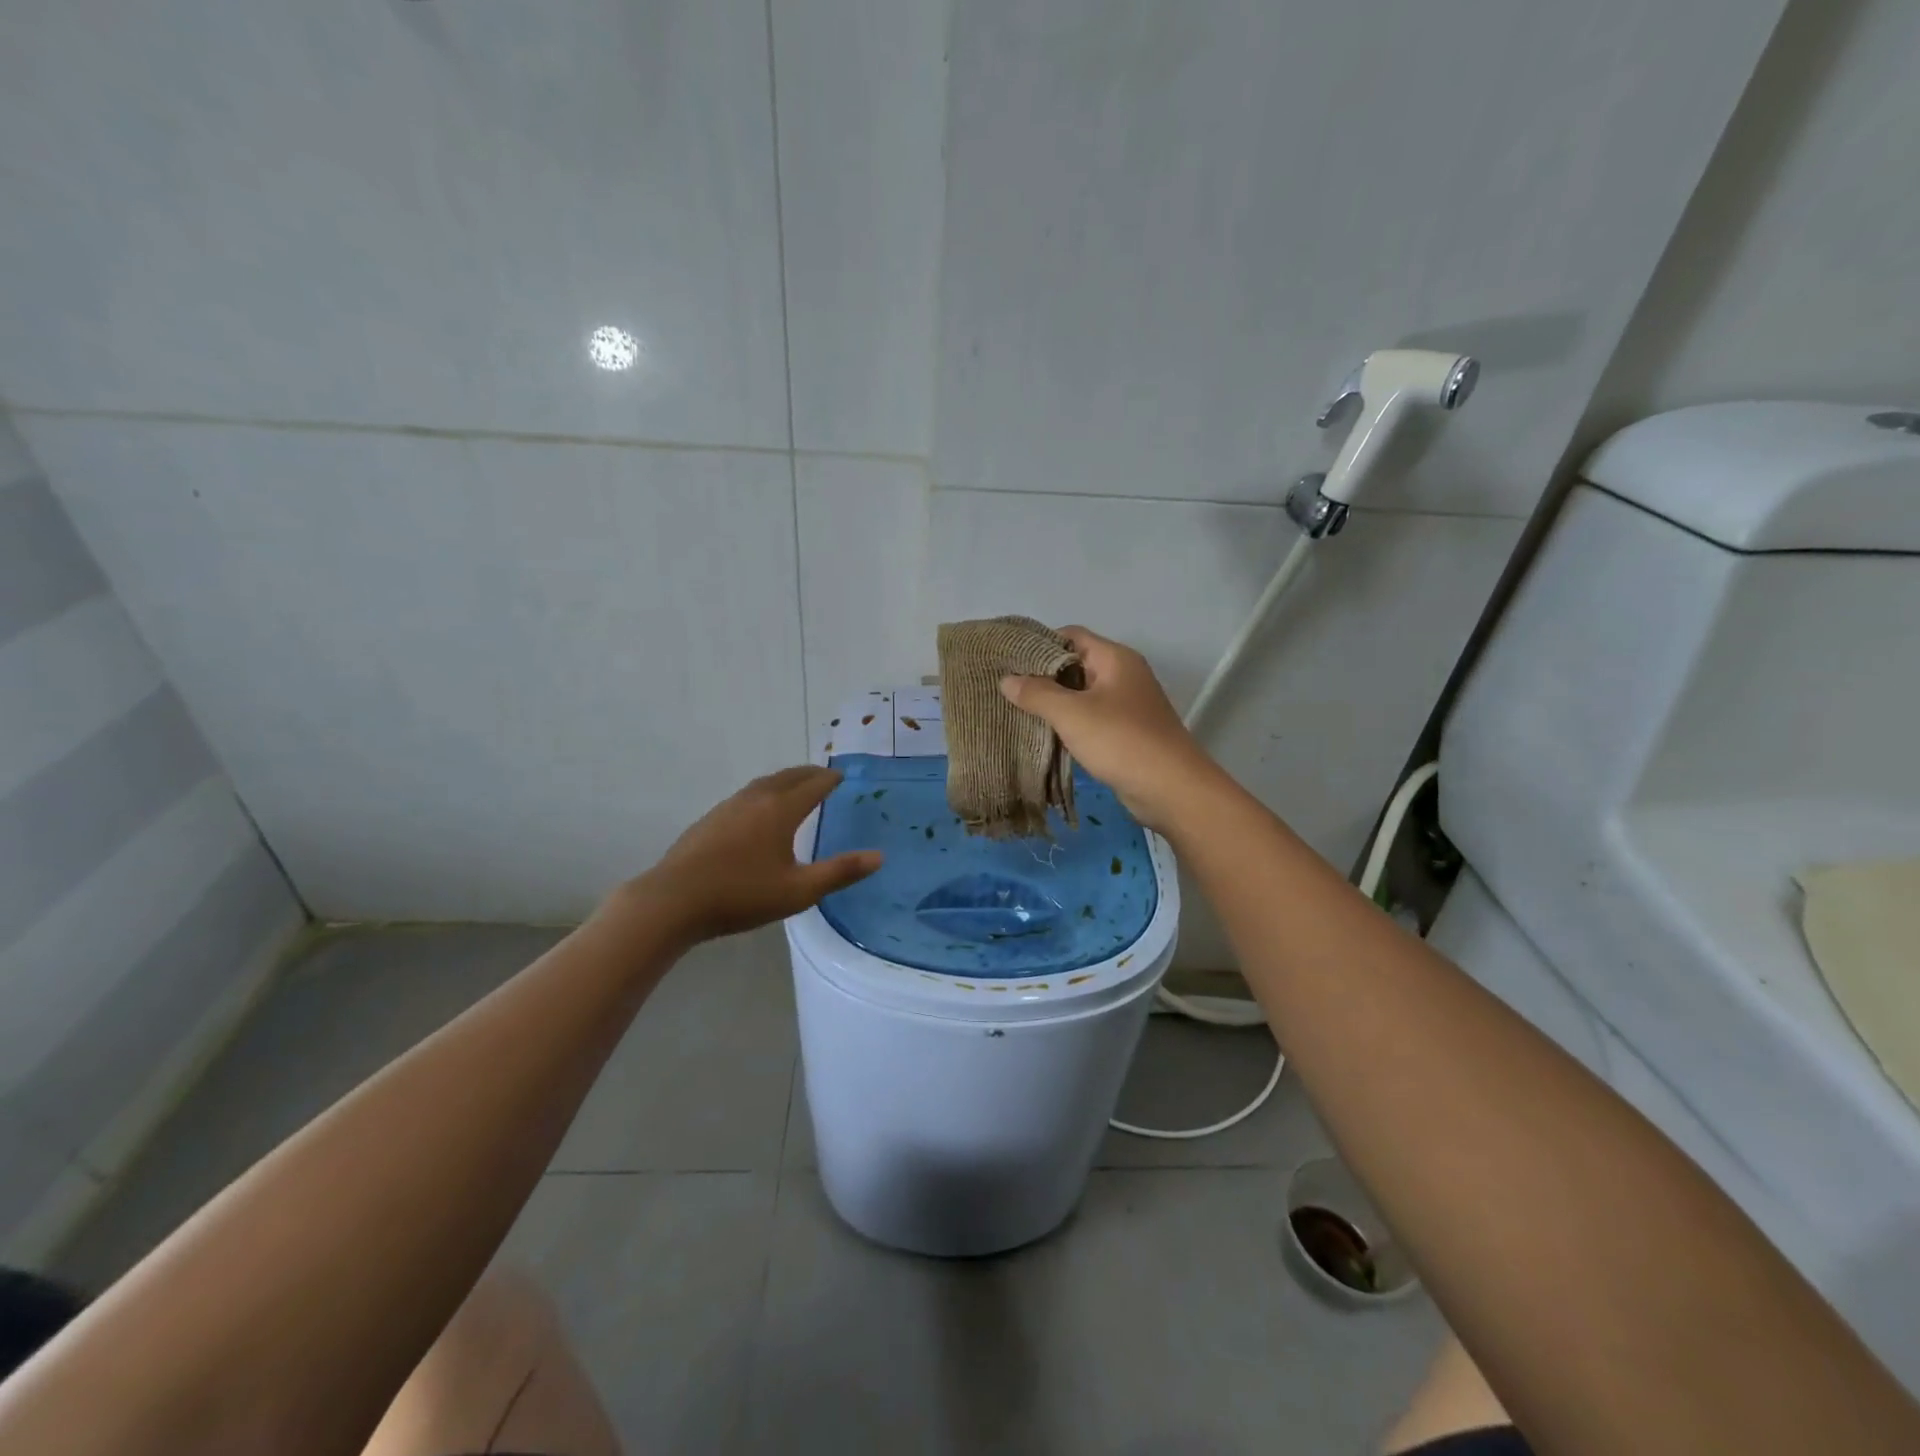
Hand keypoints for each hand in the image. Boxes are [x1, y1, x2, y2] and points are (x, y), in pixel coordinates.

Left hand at [616, 767, 881, 944]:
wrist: (673, 901)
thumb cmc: (741, 895)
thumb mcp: (799, 891)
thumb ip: (840, 872)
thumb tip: (879, 856)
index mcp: (780, 810)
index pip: (813, 785)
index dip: (831, 779)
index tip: (844, 777)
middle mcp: (756, 799)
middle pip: (788, 776)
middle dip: (810, 774)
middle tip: (825, 777)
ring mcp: (728, 807)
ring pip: (764, 783)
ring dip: (785, 781)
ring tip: (796, 789)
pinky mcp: (710, 819)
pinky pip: (747, 796)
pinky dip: (764, 793)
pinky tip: (759, 814)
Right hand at [998, 626, 1220, 830]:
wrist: (1171, 788)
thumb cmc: (1121, 741)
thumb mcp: (1072, 714)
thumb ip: (1037, 694)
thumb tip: (1006, 679)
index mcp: (1115, 658)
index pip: (1071, 635)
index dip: (1039, 643)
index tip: (1008, 659)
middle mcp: (1123, 675)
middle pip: (1076, 664)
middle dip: (1042, 675)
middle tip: (1006, 687)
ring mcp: (1127, 705)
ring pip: (1082, 694)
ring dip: (1054, 702)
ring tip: (1017, 711)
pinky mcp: (1126, 732)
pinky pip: (1091, 718)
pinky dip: (1069, 723)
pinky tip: (1044, 735)